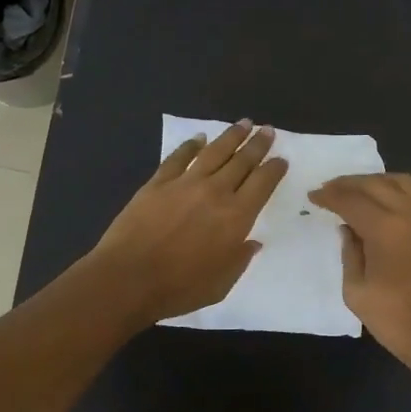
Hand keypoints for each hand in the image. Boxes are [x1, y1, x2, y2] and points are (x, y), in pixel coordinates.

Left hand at [85, 121, 288, 324]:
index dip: (274, 169)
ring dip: (231, 136)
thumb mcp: (221, 284)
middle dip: (258, 144)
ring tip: (244, 123)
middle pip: (242, 161)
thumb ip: (239, 260)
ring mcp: (184, 184)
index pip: (262, 184)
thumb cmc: (179, 288)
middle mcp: (215, 192)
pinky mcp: (157, 183)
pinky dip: (190, 146)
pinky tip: (199, 139)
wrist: (129, 278)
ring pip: (214, 152)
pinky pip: (178, 158)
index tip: (281, 159)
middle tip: (268, 130)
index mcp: (236, 217)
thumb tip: (251, 242)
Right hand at [307, 172, 410, 371]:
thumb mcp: (356, 291)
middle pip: (375, 183)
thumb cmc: (395, 319)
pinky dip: (393, 192)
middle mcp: (409, 215)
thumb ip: (349, 253)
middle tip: (328, 189)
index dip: (329, 196)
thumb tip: (348, 230)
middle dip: (348, 183)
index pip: (351, 200)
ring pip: (400, 183)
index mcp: (385, 228)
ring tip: (355, 192)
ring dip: (374, 181)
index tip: (313, 196)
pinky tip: (381, 206)